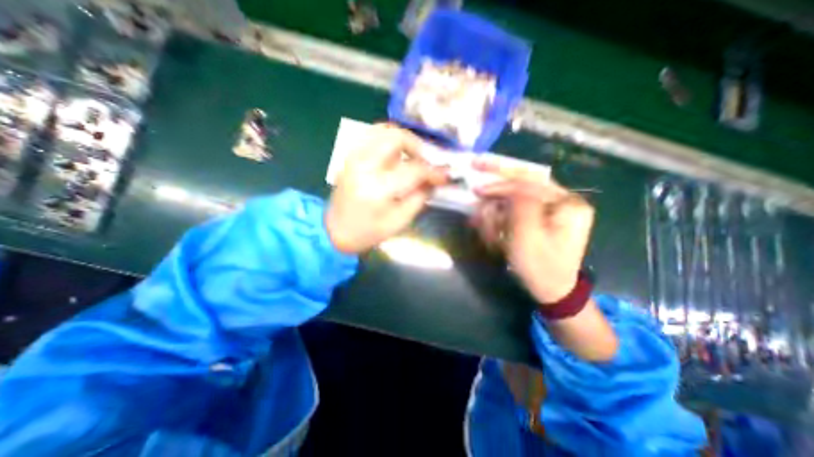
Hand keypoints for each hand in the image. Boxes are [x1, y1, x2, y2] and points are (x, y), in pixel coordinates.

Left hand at [326, 125, 451, 253]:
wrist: (334, 231)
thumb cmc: (367, 233)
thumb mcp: (399, 222)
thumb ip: (419, 198)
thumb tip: (432, 181)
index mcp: (378, 188)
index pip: (413, 169)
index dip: (433, 171)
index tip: (444, 175)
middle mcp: (364, 165)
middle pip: (396, 137)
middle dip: (418, 145)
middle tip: (427, 161)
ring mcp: (354, 157)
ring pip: (383, 130)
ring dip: (404, 140)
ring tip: (413, 156)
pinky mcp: (350, 156)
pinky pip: (372, 135)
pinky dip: (389, 140)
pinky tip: (396, 155)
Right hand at [468, 159, 594, 304]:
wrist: (553, 290)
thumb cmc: (540, 267)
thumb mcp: (528, 237)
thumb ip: (520, 205)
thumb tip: (506, 188)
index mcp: (568, 202)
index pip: (530, 181)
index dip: (501, 182)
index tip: (477, 189)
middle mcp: (563, 200)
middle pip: (523, 184)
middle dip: (497, 193)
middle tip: (476, 195)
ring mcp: (552, 209)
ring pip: (515, 199)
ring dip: (497, 212)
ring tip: (486, 230)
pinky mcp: (542, 219)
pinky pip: (516, 211)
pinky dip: (501, 220)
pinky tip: (493, 233)